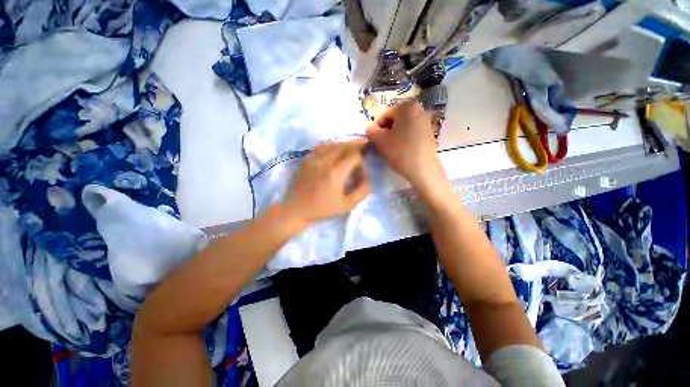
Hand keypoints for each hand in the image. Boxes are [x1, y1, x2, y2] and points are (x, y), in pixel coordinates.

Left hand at [281, 139, 368, 224]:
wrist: (296, 210)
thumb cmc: (322, 210)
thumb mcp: (347, 206)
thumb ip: (361, 191)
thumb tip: (367, 179)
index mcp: (335, 173)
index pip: (354, 156)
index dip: (362, 162)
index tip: (362, 172)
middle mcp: (324, 161)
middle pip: (344, 145)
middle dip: (356, 146)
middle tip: (363, 149)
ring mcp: (313, 158)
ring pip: (333, 143)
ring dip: (344, 145)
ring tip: (352, 148)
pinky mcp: (306, 159)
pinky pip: (321, 146)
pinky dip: (331, 146)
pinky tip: (335, 150)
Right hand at [366, 101, 445, 190]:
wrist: (423, 169)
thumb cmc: (400, 152)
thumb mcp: (379, 140)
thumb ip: (370, 130)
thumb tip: (371, 128)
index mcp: (407, 106)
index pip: (384, 115)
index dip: (376, 129)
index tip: (374, 141)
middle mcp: (419, 109)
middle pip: (394, 120)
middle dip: (385, 132)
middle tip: (381, 145)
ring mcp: (426, 121)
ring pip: (402, 126)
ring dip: (393, 136)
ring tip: (390, 149)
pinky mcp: (429, 132)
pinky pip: (411, 132)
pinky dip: (403, 138)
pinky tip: (401, 150)